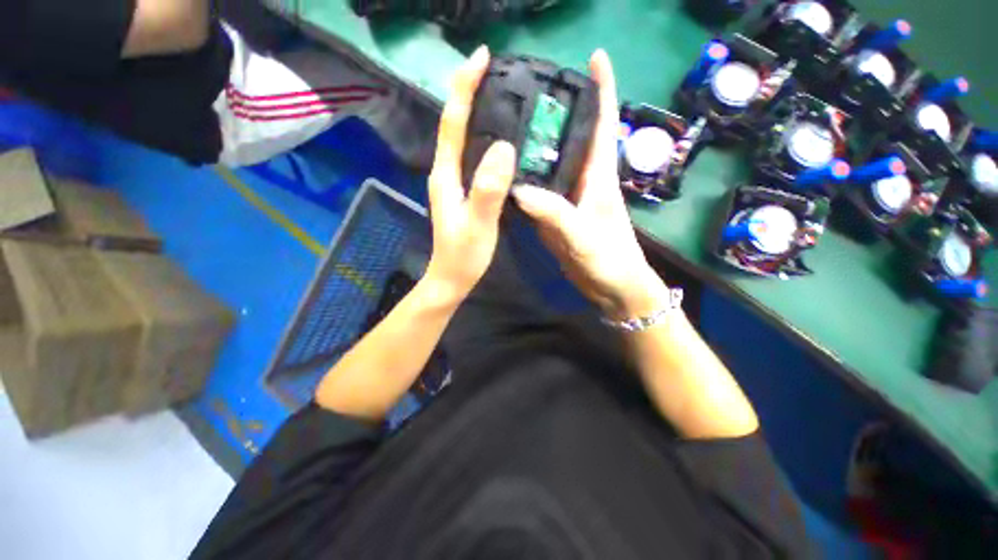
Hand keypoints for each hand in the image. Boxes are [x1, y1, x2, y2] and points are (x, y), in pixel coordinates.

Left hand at [424, 46, 516, 302]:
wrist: (450, 278)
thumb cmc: (464, 256)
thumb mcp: (479, 225)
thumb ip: (489, 189)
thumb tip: (504, 146)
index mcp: (447, 171)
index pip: (453, 120)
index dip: (464, 86)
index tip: (479, 57)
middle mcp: (446, 165)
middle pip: (454, 116)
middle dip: (467, 84)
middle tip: (488, 59)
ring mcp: (454, 172)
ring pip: (462, 127)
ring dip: (473, 98)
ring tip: (494, 78)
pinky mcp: (464, 179)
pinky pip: (471, 141)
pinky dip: (481, 121)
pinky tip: (498, 118)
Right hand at [512, 50, 667, 319]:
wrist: (615, 290)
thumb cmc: (612, 260)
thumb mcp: (584, 237)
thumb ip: (555, 213)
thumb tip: (518, 188)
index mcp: (599, 169)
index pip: (605, 117)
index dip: (604, 85)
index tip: (596, 55)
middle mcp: (585, 169)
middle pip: (577, 123)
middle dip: (562, 94)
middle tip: (531, 73)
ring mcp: (570, 185)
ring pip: (554, 145)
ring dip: (539, 124)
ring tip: (509, 101)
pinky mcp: (557, 202)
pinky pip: (540, 171)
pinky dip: (525, 157)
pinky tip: (503, 150)